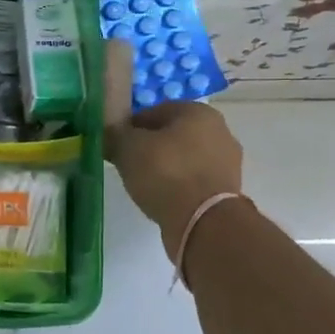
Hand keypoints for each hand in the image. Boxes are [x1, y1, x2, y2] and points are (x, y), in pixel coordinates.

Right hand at [105, 42, 243, 252]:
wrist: (202, 222)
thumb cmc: (165, 173)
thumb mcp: (127, 148)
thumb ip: (114, 135)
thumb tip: (107, 133)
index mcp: (197, 111)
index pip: (154, 112)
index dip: (130, 127)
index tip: (116, 146)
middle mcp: (219, 130)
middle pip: (172, 135)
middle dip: (150, 148)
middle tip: (129, 166)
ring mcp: (227, 162)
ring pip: (185, 159)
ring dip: (165, 168)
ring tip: (144, 186)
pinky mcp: (227, 190)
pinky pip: (194, 181)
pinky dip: (178, 187)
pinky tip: (163, 199)